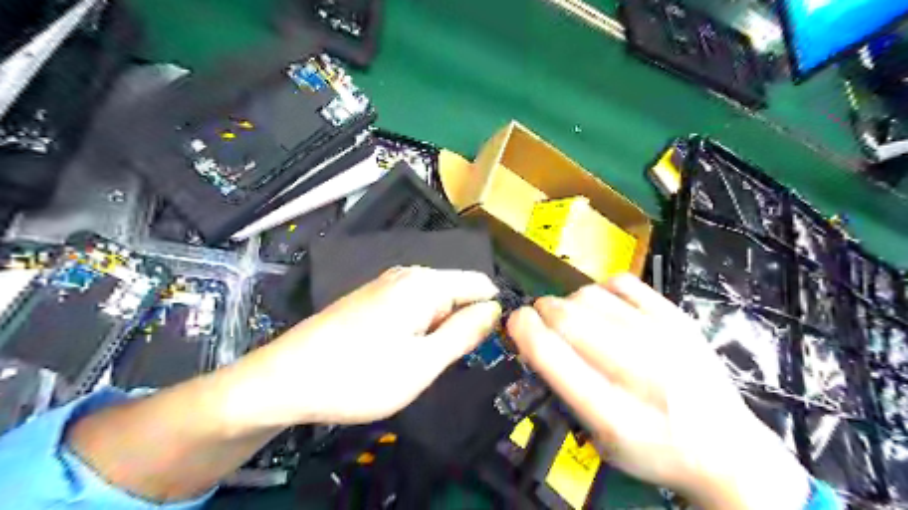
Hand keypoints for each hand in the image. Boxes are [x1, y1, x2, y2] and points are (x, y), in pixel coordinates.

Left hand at [219, 267, 503, 429]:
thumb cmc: (359, 376)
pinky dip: (418, 329)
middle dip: (462, 323)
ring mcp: (386, 285)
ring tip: (421, 362)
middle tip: (445, 362)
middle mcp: (407, 275)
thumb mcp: (423, 363)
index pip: (480, 284)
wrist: (284, 380)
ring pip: (434, 303)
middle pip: (457, 292)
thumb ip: (465, 333)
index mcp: (425, 284)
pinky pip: (412, 308)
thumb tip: (495, 310)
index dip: (492, 313)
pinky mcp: (371, 298)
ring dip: (439, 330)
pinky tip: (398, 353)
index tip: (489, 346)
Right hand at [507, 278, 811, 509]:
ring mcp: (664, 337)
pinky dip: (600, 290)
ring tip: (573, 318)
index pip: (552, 355)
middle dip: (541, 312)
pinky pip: (621, 283)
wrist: (726, 449)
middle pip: (568, 317)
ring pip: (589, 296)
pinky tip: (603, 307)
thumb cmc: (653, 450)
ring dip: (567, 303)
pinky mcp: (678, 317)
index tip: (515, 321)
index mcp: (613, 413)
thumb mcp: (598, 439)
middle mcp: (639, 371)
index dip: (523, 329)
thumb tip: (535, 339)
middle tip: (540, 320)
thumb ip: (563, 389)